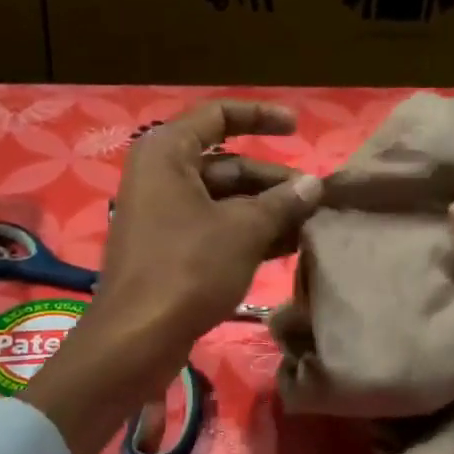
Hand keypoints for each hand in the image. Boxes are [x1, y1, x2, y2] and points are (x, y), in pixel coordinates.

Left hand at [95, 101, 320, 359]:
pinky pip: (215, 228)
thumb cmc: (187, 268)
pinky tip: (287, 247)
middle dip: (273, 181)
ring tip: (310, 224)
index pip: (218, 116)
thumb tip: (315, 185)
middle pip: (227, 164)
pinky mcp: (169, 250)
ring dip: (266, 211)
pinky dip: (248, 233)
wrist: (137, 337)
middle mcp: (161, 176)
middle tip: (316, 198)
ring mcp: (163, 215)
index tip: (298, 128)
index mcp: (167, 153)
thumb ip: (282, 203)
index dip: (261, 116)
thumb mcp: (243, 231)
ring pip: (224, 201)